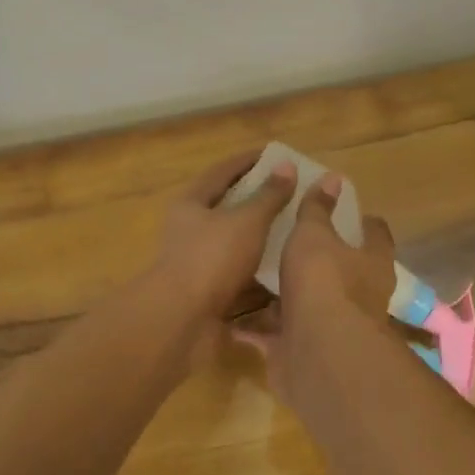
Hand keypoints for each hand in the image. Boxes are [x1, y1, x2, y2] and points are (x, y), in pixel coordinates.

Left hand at [152, 149, 296, 323]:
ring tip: (293, 228)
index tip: (274, 154)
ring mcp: (197, 262)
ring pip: (233, 242)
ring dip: (259, 235)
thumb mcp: (246, 221)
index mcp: (191, 204)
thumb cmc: (212, 258)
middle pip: (226, 206)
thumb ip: (269, 195)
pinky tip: (284, 266)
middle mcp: (190, 229)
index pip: (222, 172)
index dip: (247, 161)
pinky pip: (238, 273)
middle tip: (288, 191)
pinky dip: (258, 268)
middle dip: (256, 199)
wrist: (181, 320)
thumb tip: (286, 165)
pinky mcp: (207, 291)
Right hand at [238, 174, 396, 402]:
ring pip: (306, 305)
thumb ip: (317, 209)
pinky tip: (232, 316)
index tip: (343, 209)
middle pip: (341, 272)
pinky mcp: (301, 351)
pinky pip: (275, 335)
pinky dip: (257, 328)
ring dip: (285, 296)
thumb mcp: (315, 235)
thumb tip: (334, 178)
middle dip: (318, 260)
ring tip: (255, 274)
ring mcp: (330, 327)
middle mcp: (358, 297)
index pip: (375, 234)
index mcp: (371, 263)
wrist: (318, 353)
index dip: (362, 221)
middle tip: (288, 239)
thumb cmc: (324, 282)